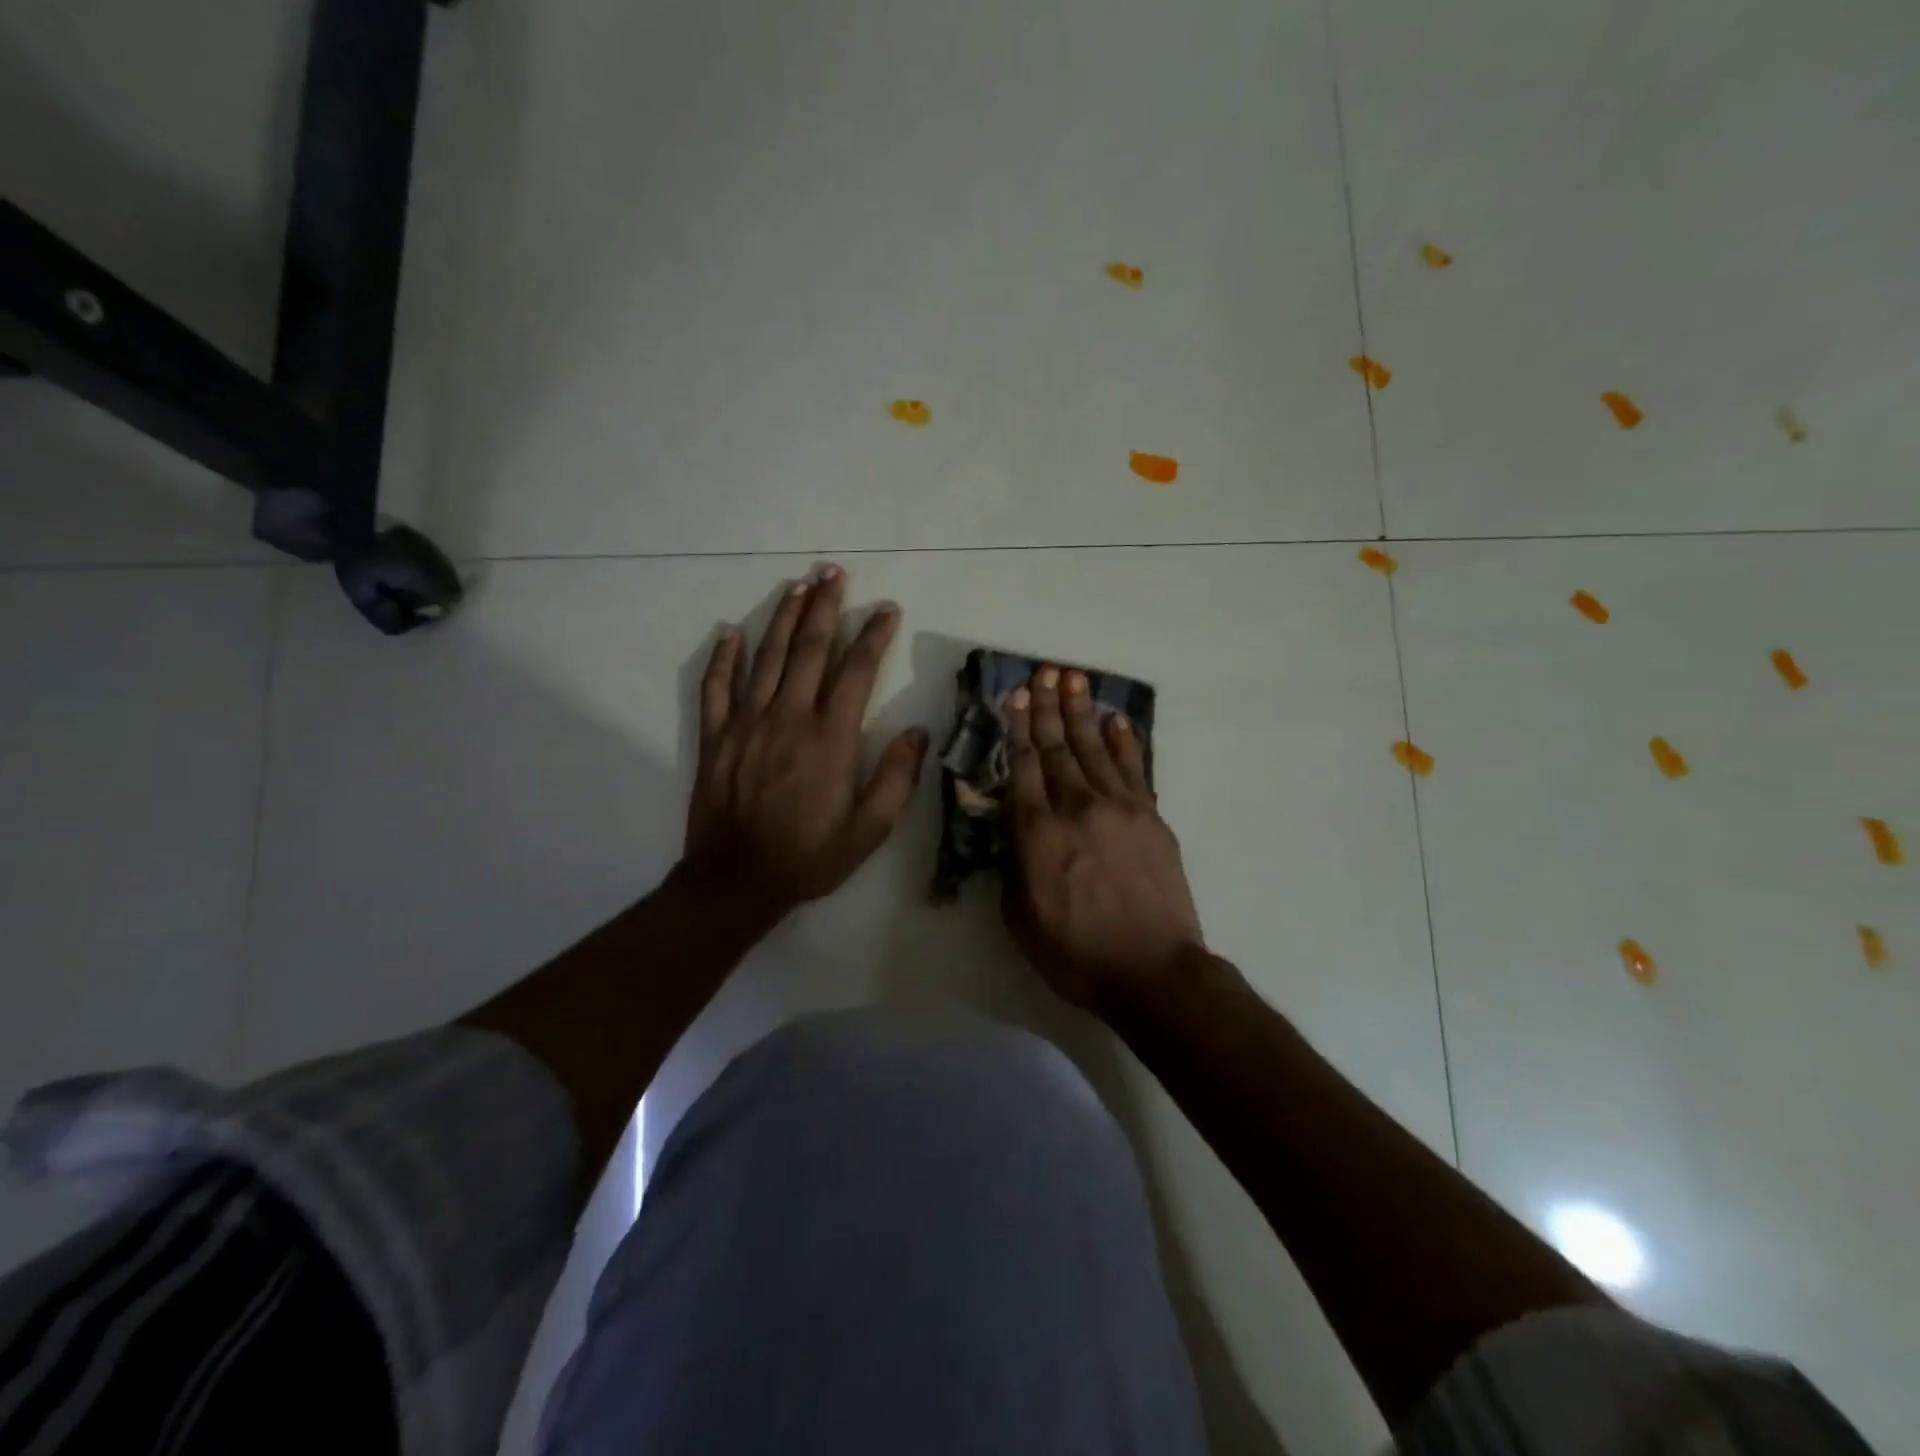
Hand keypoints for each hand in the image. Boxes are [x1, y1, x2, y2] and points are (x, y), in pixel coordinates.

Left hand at [684, 566, 928, 917]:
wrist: (736, 882)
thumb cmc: (809, 856)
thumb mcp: (869, 830)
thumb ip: (897, 779)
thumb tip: (918, 731)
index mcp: (830, 738)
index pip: (857, 672)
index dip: (873, 636)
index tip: (887, 610)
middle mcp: (788, 718)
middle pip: (808, 649)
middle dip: (824, 607)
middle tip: (833, 571)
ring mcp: (746, 724)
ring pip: (765, 657)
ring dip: (782, 617)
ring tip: (797, 585)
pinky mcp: (716, 737)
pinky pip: (717, 687)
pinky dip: (723, 657)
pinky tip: (731, 632)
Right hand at [1002, 665, 1203, 1008]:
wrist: (1152, 970)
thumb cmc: (1075, 952)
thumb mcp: (1020, 916)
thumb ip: (1011, 863)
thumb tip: (1008, 826)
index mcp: (1037, 832)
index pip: (1022, 766)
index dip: (1015, 728)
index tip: (1013, 697)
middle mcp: (1076, 807)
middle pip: (1056, 747)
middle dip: (1046, 707)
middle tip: (1043, 672)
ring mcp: (1119, 808)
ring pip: (1094, 748)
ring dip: (1081, 712)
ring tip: (1073, 679)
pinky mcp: (1151, 817)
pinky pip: (1134, 769)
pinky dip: (1124, 741)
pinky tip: (1115, 719)